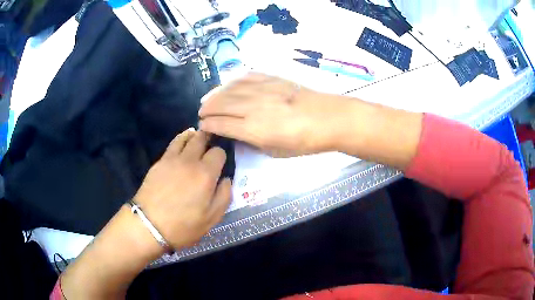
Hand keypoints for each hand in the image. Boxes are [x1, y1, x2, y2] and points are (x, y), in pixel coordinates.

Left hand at [134, 129, 231, 248]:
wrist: (149, 225)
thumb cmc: (183, 225)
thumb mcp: (212, 218)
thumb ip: (224, 196)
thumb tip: (226, 180)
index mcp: (206, 174)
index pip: (219, 152)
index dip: (221, 156)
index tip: (220, 164)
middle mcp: (190, 161)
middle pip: (202, 139)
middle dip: (209, 139)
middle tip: (211, 145)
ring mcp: (172, 159)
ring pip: (186, 137)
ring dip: (194, 136)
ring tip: (197, 139)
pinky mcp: (159, 162)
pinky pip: (173, 143)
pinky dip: (181, 139)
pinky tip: (182, 142)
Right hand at [199, 73, 353, 156]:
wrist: (327, 118)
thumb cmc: (303, 142)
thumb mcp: (275, 152)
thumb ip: (252, 142)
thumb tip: (238, 134)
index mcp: (252, 129)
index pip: (220, 124)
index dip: (208, 125)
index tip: (203, 127)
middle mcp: (252, 106)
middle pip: (220, 104)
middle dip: (206, 109)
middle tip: (201, 113)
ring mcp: (261, 89)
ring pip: (229, 89)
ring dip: (215, 95)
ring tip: (207, 99)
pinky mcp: (271, 79)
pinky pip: (245, 77)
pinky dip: (232, 82)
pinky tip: (228, 85)